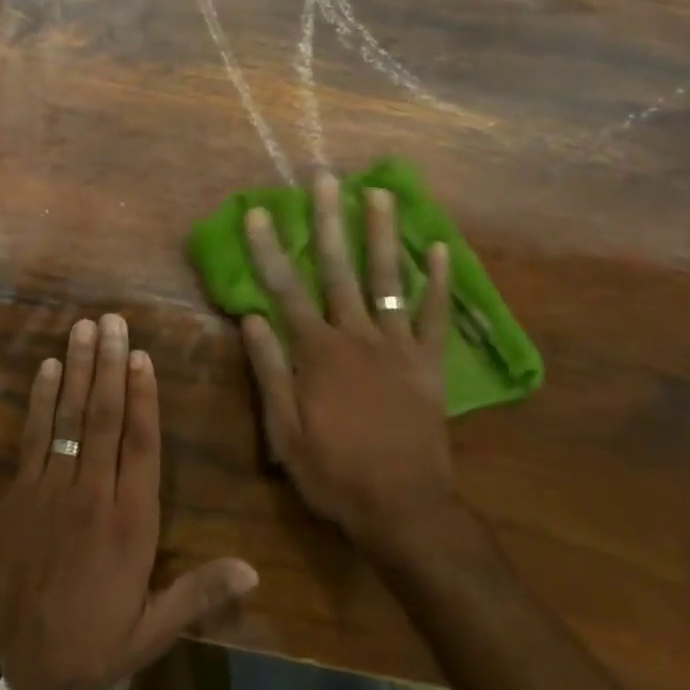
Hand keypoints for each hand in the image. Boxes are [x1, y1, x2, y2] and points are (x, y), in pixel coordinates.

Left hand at [0, 314, 258, 689]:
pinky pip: (32, 437)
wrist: (10, 668)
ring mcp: (50, 489)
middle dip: (110, 365)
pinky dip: (41, 400)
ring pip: (69, 417)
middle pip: (104, 417)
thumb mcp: (151, 631)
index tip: (143, 356)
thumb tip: (255, 572)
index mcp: (130, 522)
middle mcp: (92, 493)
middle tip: (113, 321)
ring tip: (84, 328)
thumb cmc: (88, 644)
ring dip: (78, 369)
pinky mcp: (17, 494)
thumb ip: (200, 594)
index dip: (144, 396)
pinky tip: (47, 369)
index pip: (141, 445)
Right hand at [242, 175, 464, 556]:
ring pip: (388, 278)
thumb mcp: (285, 432)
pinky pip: (435, 315)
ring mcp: (398, 346)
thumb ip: (270, 371)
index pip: (285, 290)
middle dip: (329, 221)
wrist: (404, 509)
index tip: (260, 213)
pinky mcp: (429, 362)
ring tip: (379, 193)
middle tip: (325, 179)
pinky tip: (439, 247)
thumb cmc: (335, 472)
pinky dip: (438, 281)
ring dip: (382, 233)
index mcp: (317, 352)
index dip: (270, 250)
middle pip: (339, 269)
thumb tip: (251, 318)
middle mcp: (357, 336)